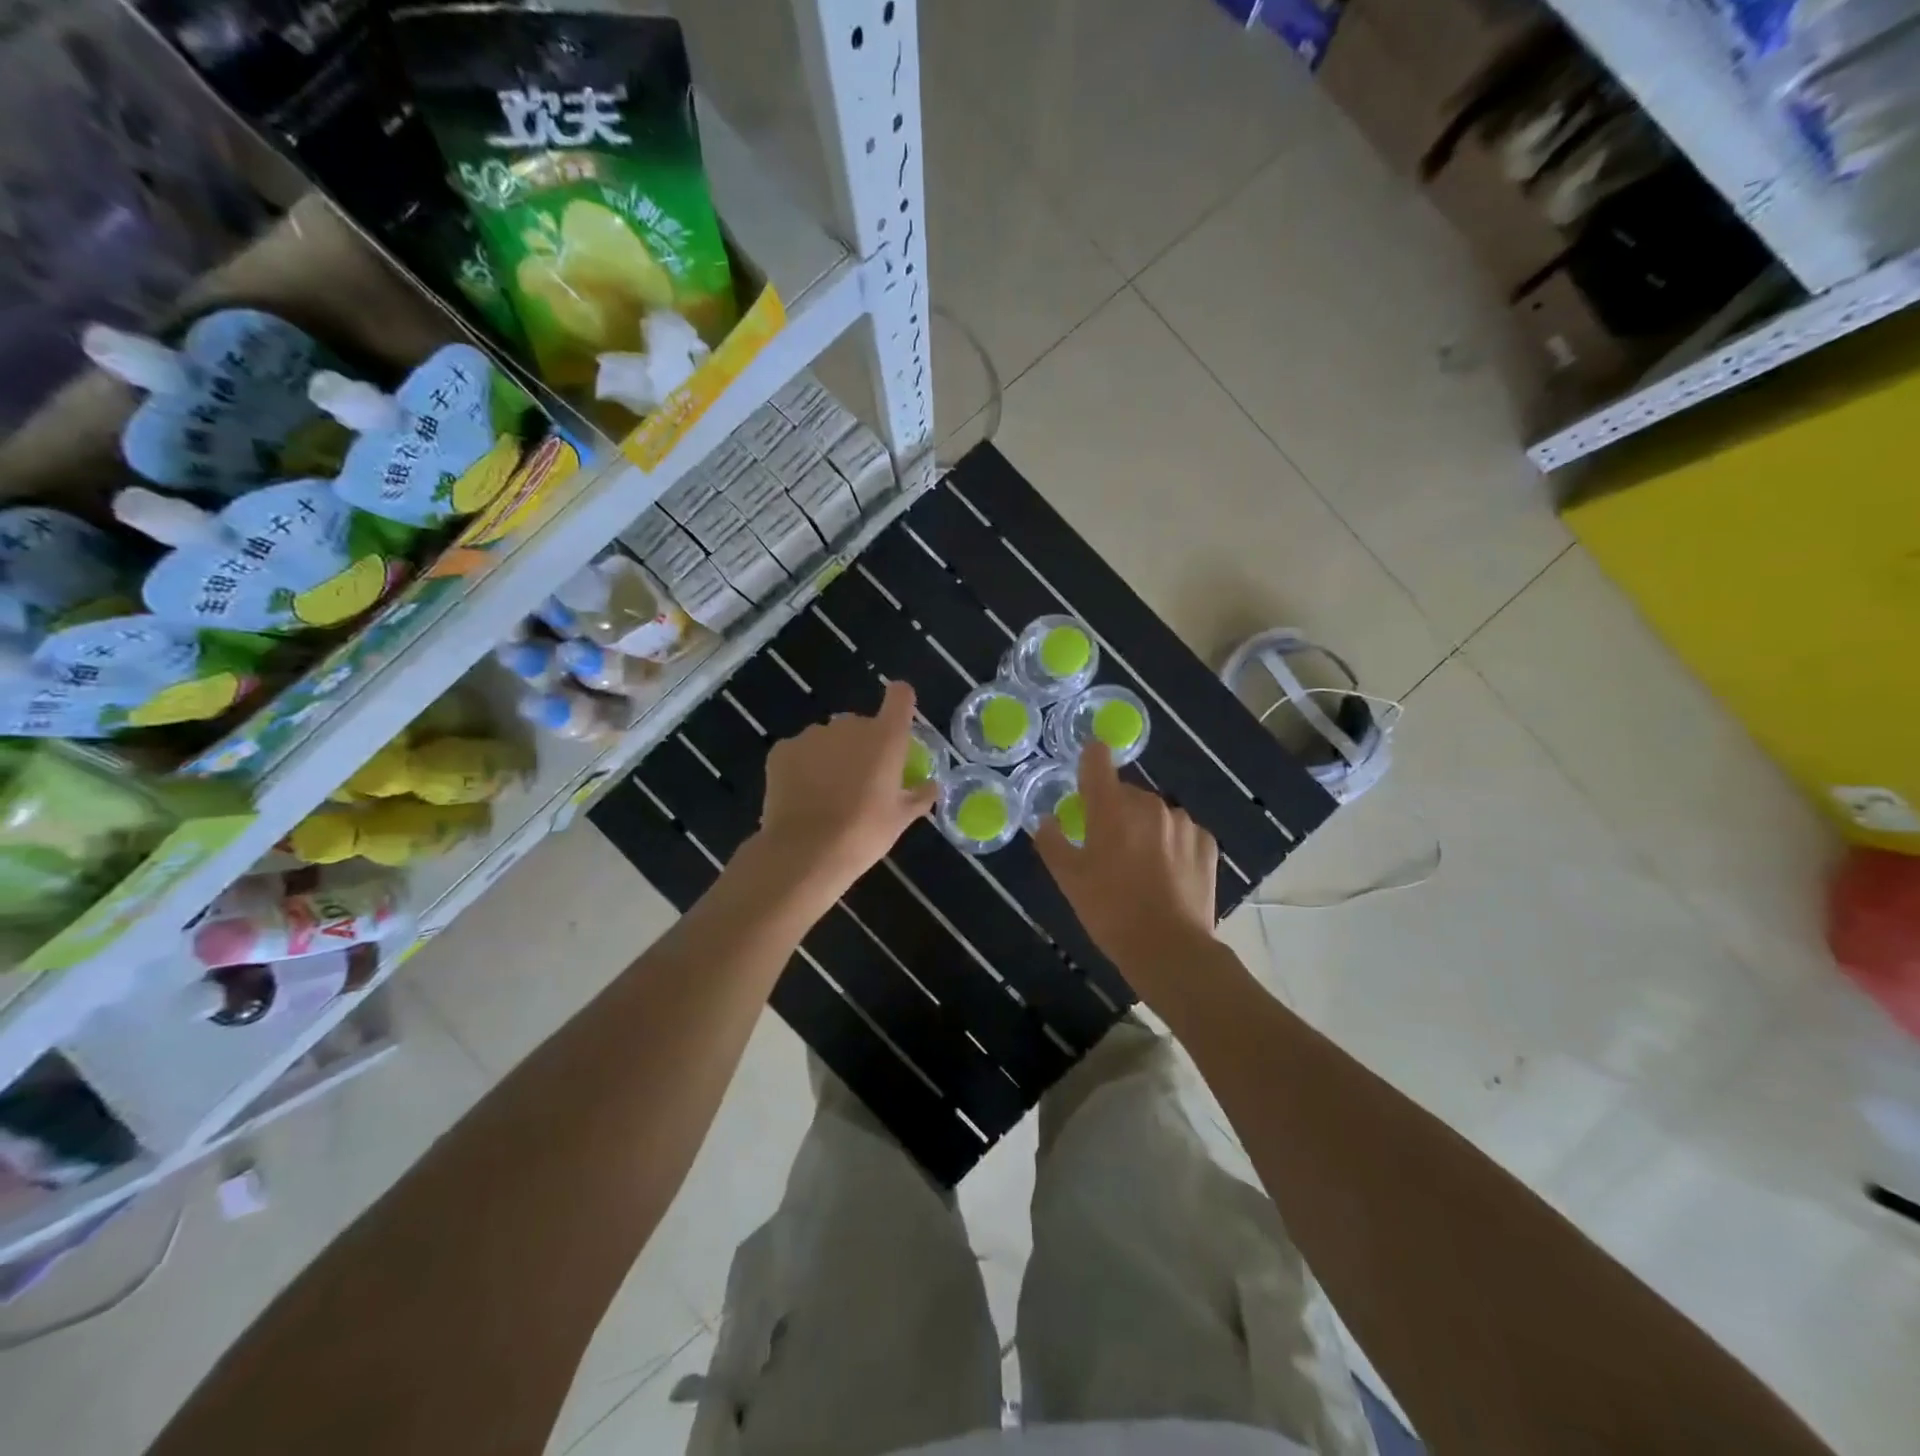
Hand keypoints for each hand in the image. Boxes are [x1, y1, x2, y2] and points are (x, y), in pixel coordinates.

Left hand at [755, 681, 937, 899]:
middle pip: (861, 724)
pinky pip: (800, 751)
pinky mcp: (782, 749)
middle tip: (860, 781)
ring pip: (828, 738)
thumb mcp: (900, 820)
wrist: (805, 852)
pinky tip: (802, 795)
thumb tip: (930, 786)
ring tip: (827, 793)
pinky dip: (803, 766)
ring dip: (832, 755)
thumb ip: (918, 796)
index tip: (897, 722)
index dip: (900, 703)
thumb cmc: (863, 834)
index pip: (899, 696)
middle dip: (862, 745)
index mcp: (885, 737)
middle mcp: (849, 725)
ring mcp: (812, 734)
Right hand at [1034, 742, 1216, 985]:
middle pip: (1126, 794)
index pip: (1098, 760)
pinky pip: (1181, 834)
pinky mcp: (1207, 844)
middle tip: (1106, 848)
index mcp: (1112, 807)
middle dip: (1114, 812)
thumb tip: (1046, 820)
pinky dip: (1171, 845)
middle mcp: (1150, 804)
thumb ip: (1052, 842)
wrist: (1170, 949)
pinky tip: (1166, 875)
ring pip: (1155, 814)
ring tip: (1139, 867)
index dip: (1089, 759)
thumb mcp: (1068, 880)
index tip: (1086, 770)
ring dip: (1144, 829)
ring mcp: (1183, 823)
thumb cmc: (1110, 911)